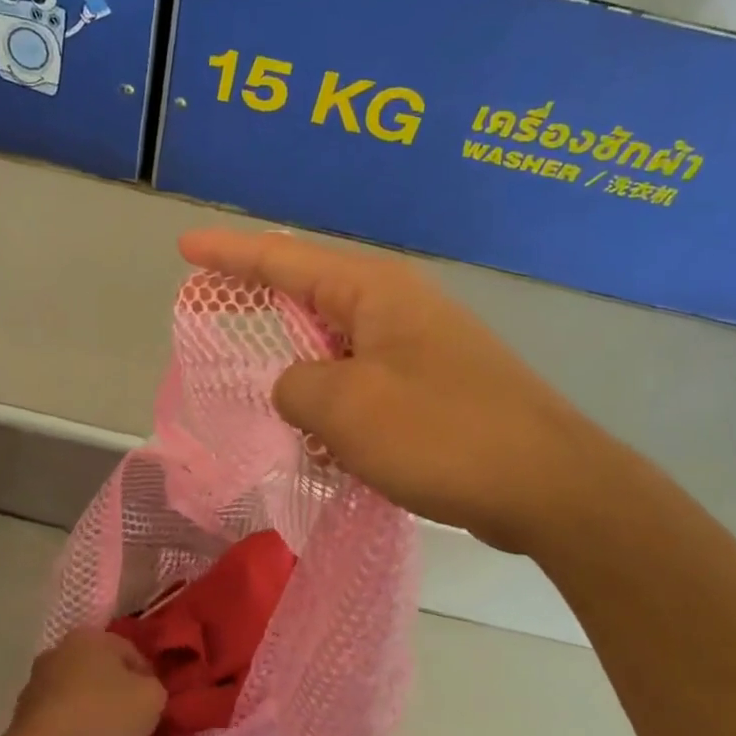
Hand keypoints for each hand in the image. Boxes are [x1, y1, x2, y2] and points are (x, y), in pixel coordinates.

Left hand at [1, 633, 166, 735]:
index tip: (154, 708)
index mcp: (92, 636)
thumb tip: (146, 690)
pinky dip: (71, 730)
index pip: (132, 652)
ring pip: (78, 693)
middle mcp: (60, 649)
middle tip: (132, 724)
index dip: (148, 680)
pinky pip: (59, 717)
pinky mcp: (22, 713)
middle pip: (101, 671)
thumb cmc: (101, 718)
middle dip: (117, 694)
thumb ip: (155, 688)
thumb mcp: (151, 700)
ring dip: (92, 712)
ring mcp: (36, 681)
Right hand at [178, 229, 614, 552]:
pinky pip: (364, 386)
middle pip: (310, 297)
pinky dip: (335, 407)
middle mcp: (398, 307)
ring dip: (301, 373)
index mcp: (374, 291)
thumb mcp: (343, 407)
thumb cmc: (440, 433)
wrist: (550, 487)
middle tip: (214, 313)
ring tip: (268, 396)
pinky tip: (324, 442)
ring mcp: (421, 348)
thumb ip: (295, 388)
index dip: (229, 254)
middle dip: (261, 307)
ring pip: (336, 350)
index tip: (185, 248)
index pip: (284, 260)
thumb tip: (297, 389)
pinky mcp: (435, 389)